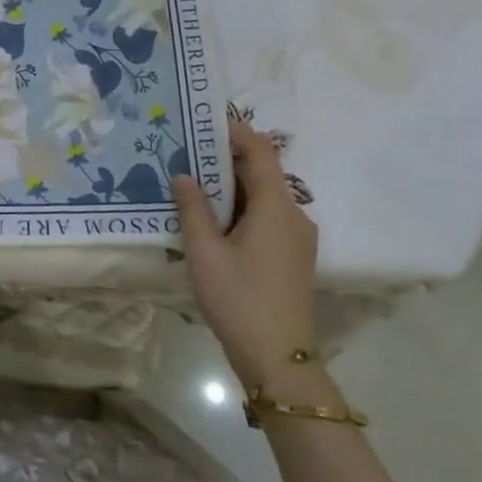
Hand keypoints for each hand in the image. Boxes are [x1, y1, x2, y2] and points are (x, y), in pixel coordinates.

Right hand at [173, 114, 319, 383]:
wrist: (279, 360)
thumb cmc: (239, 298)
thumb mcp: (204, 251)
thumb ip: (192, 208)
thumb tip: (183, 175)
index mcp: (277, 206)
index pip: (260, 152)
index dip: (235, 132)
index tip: (203, 121)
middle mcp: (294, 215)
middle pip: (263, 172)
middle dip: (226, 159)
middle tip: (187, 150)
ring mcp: (297, 238)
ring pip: (264, 197)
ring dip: (232, 186)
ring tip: (192, 181)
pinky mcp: (292, 257)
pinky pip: (267, 217)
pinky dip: (241, 208)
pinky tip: (212, 218)